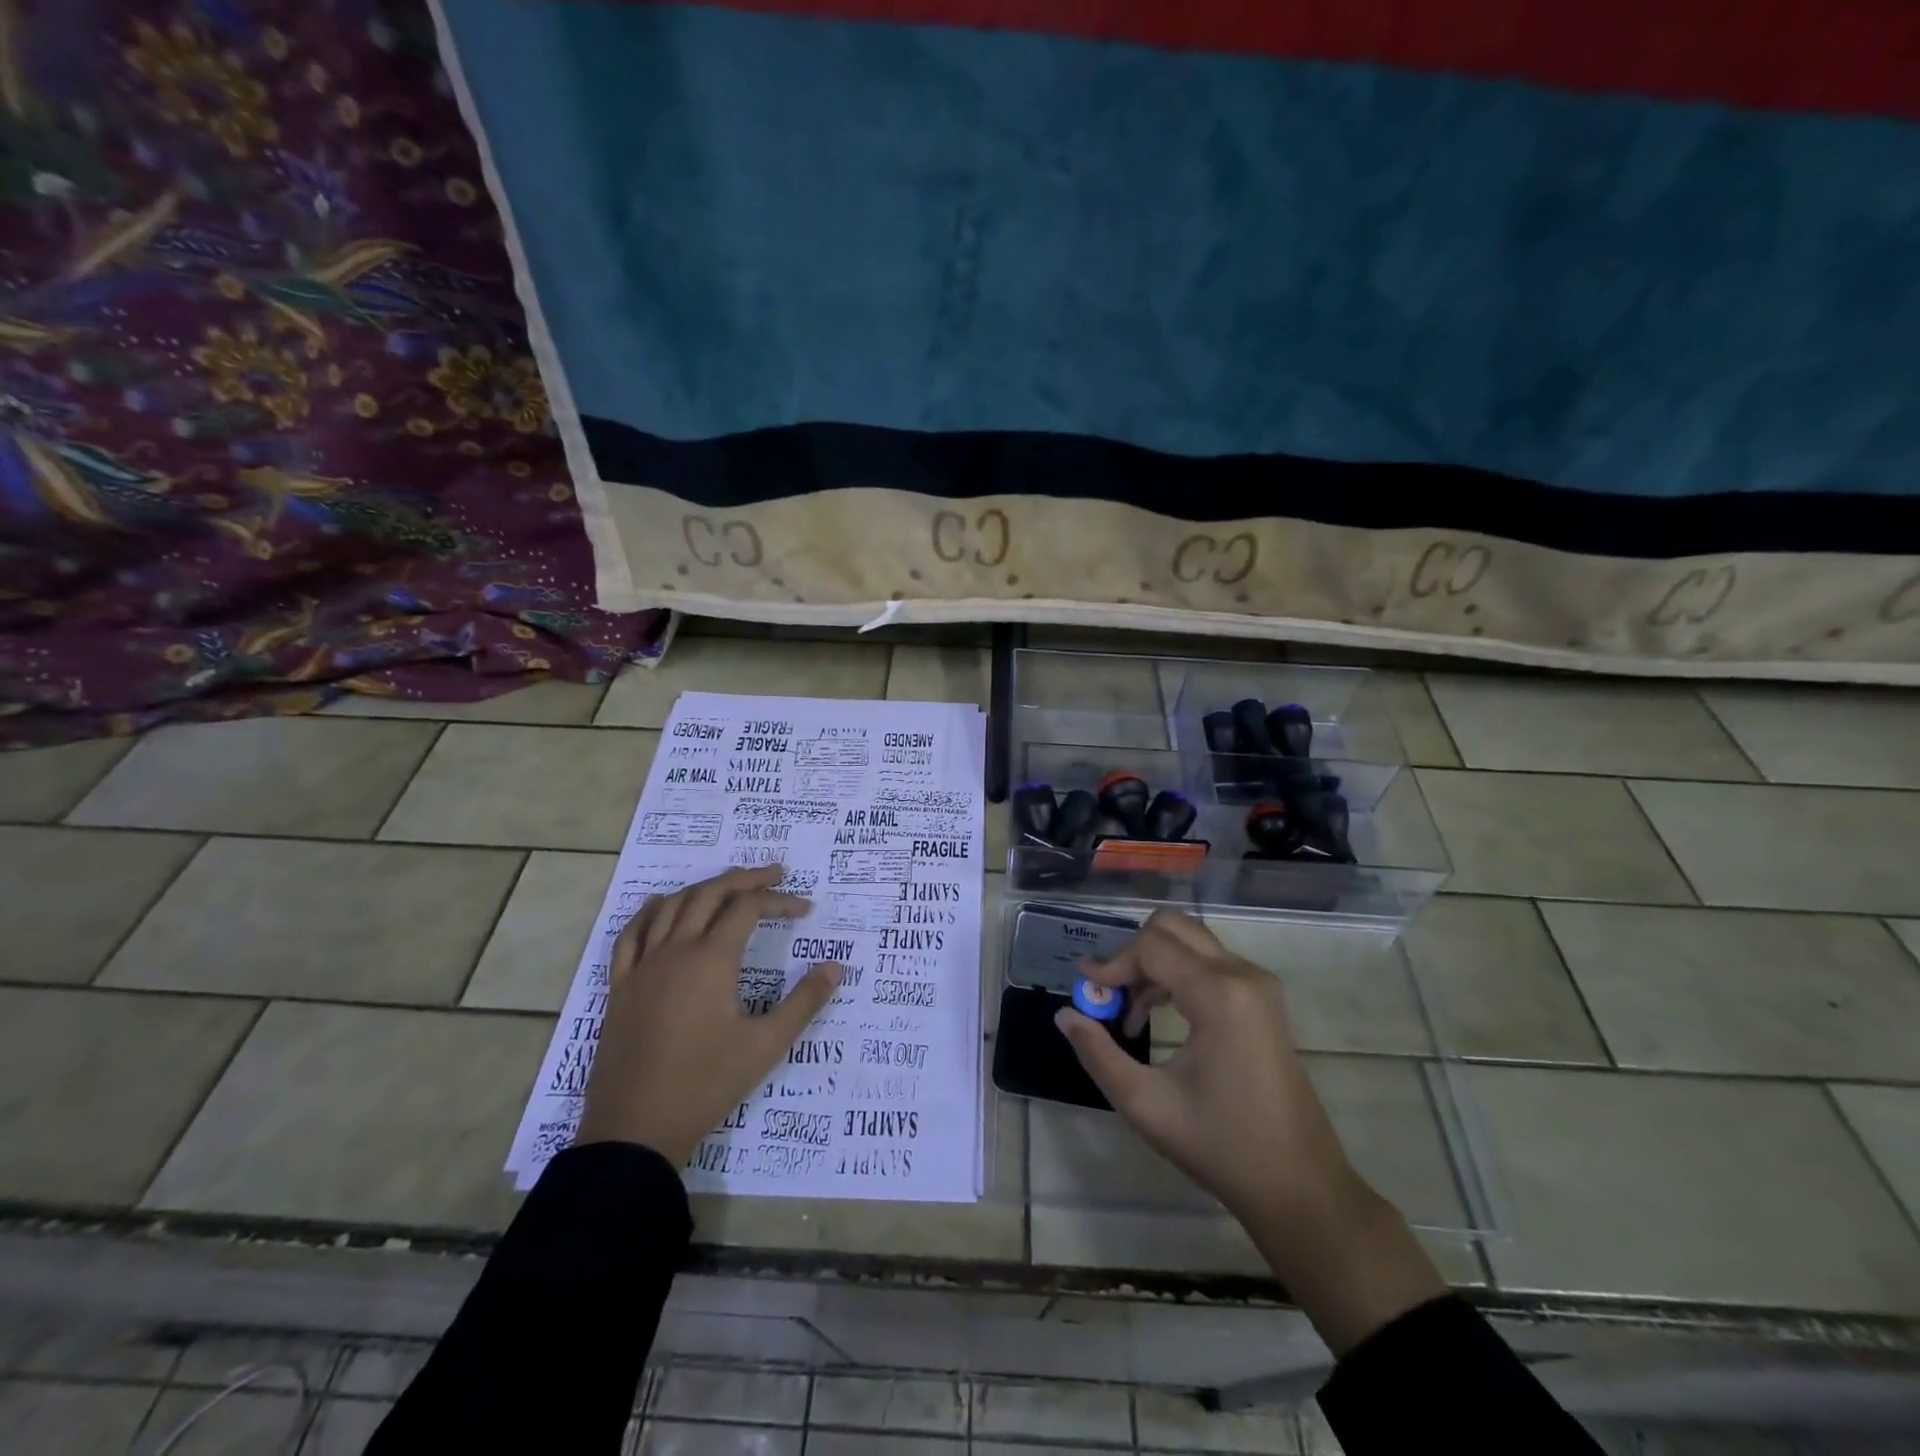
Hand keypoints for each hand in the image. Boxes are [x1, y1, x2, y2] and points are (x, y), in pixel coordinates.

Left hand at [574, 864, 841, 1165]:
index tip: (805, 909)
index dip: (779, 901)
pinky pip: (631, 935)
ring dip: (703, 888)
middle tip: (774, 874)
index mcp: (711, 960)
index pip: (748, 909)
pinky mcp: (621, 987)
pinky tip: (661, 906)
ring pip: (672, 906)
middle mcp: (675, 951)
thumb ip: (804, 1002)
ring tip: (729, 885)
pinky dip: (650, 912)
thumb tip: (836, 967)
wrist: (636, 1130)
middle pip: (710, 894)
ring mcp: (642, 967)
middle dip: (745, 879)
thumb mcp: (766, 1046)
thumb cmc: (706, 1085)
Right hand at [1056, 910, 1445, 1354]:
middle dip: (1133, 955)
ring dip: (1153, 964)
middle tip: (1111, 996)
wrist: (1299, 1186)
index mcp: (1219, 995)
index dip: (1112, 964)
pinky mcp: (1263, 998)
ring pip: (1190, 941)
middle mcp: (1243, 974)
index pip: (1150, 946)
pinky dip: (1176, 974)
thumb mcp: (1145, 1104)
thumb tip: (1065, 1015)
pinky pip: (1209, 962)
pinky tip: (1160, 1014)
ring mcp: (1259, 984)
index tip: (1087, 993)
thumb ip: (1097, 1054)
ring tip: (1131, 1014)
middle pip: (1172, 927)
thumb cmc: (1220, 1147)